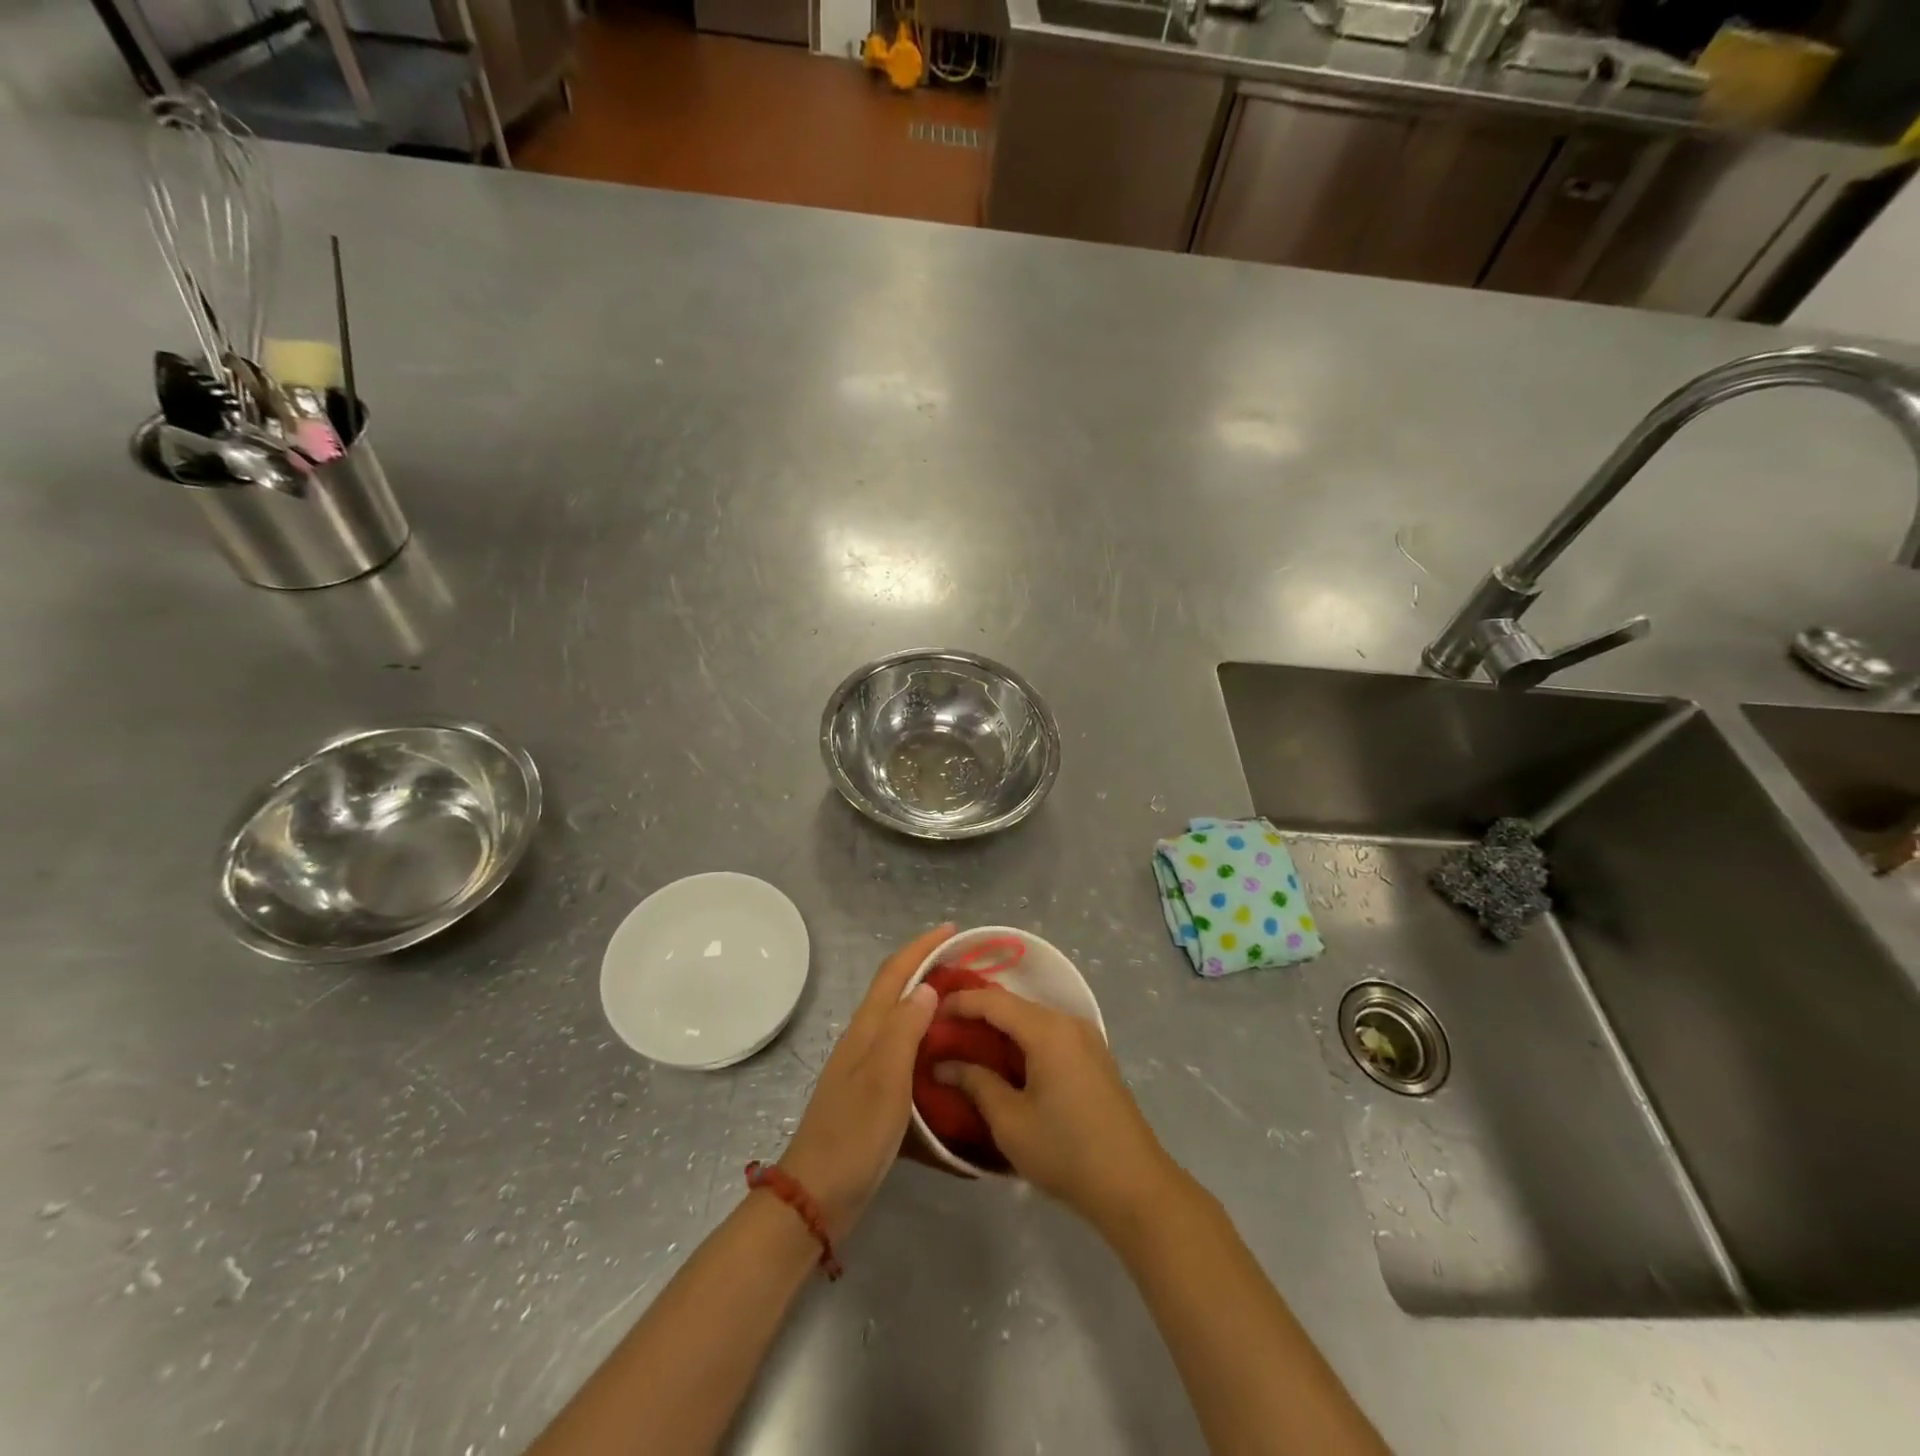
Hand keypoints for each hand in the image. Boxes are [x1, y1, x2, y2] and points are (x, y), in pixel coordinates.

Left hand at [777, 924, 951, 1238]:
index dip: (921, 946)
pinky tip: (943, 1051)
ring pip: (899, 1018)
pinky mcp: (871, 1092)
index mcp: (866, 1029)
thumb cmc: (854, 1134)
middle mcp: (864, 1040)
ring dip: (926, 1000)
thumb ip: (904, 1029)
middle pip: (895, 989)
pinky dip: (924, 1035)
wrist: (816, 1196)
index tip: (953, 929)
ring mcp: (865, 1066)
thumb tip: (926, 987)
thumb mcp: (884, 1078)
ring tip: (963, 1002)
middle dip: (926, 967)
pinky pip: (902, 1048)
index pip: (894, 973)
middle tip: (967, 966)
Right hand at [934, 988, 1179, 1228]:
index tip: (929, 1012)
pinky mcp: (1094, 1057)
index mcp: (1048, 1030)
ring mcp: (1086, 1038)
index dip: (959, 1002)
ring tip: (967, 1045)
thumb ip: (975, 1083)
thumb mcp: (1010, 1121)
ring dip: (1000, 1029)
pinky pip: (1050, 1035)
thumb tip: (944, 1064)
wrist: (1134, 1186)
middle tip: (943, 1031)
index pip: (994, 1001)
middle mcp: (1069, 1022)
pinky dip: (1022, 1041)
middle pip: (1015, 1006)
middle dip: (978, 1014)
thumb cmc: (1066, 1151)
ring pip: (1032, 1020)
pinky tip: (1005, 1061)